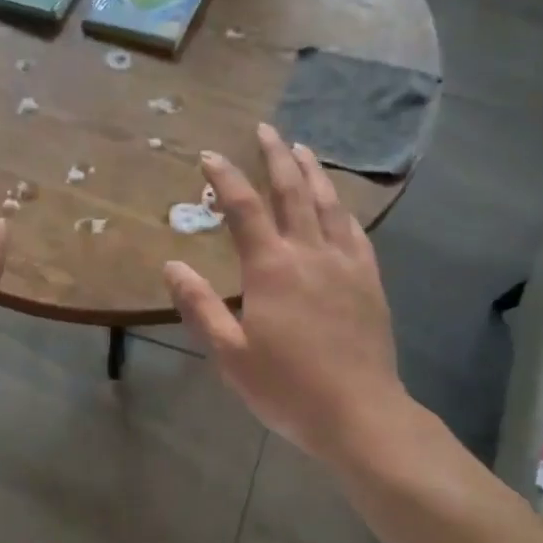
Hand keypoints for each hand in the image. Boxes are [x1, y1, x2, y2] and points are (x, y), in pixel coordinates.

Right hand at [164, 125, 412, 468]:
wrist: (359, 413)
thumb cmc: (286, 387)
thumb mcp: (229, 353)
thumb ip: (200, 306)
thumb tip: (173, 265)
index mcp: (271, 269)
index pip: (244, 209)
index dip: (224, 178)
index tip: (209, 156)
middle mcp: (310, 253)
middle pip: (292, 192)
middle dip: (275, 157)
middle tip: (264, 129)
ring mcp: (345, 263)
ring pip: (328, 203)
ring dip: (311, 172)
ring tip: (300, 148)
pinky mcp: (369, 280)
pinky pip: (354, 230)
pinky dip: (341, 206)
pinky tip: (337, 201)